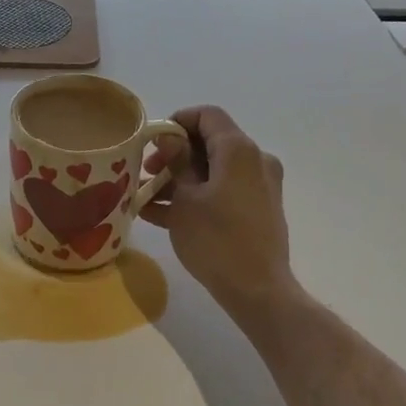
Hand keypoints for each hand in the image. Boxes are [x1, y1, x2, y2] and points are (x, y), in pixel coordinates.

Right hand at [140, 106, 294, 319]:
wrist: (257, 289)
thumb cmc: (215, 239)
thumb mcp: (185, 198)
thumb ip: (176, 161)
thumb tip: (169, 135)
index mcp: (238, 149)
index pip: (207, 115)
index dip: (177, 122)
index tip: (151, 142)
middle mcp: (255, 160)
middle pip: (210, 143)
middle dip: (174, 155)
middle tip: (146, 173)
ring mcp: (260, 186)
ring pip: (214, 171)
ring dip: (180, 180)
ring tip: (146, 199)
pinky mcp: (258, 210)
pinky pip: (223, 192)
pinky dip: (197, 197)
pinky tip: (161, 216)